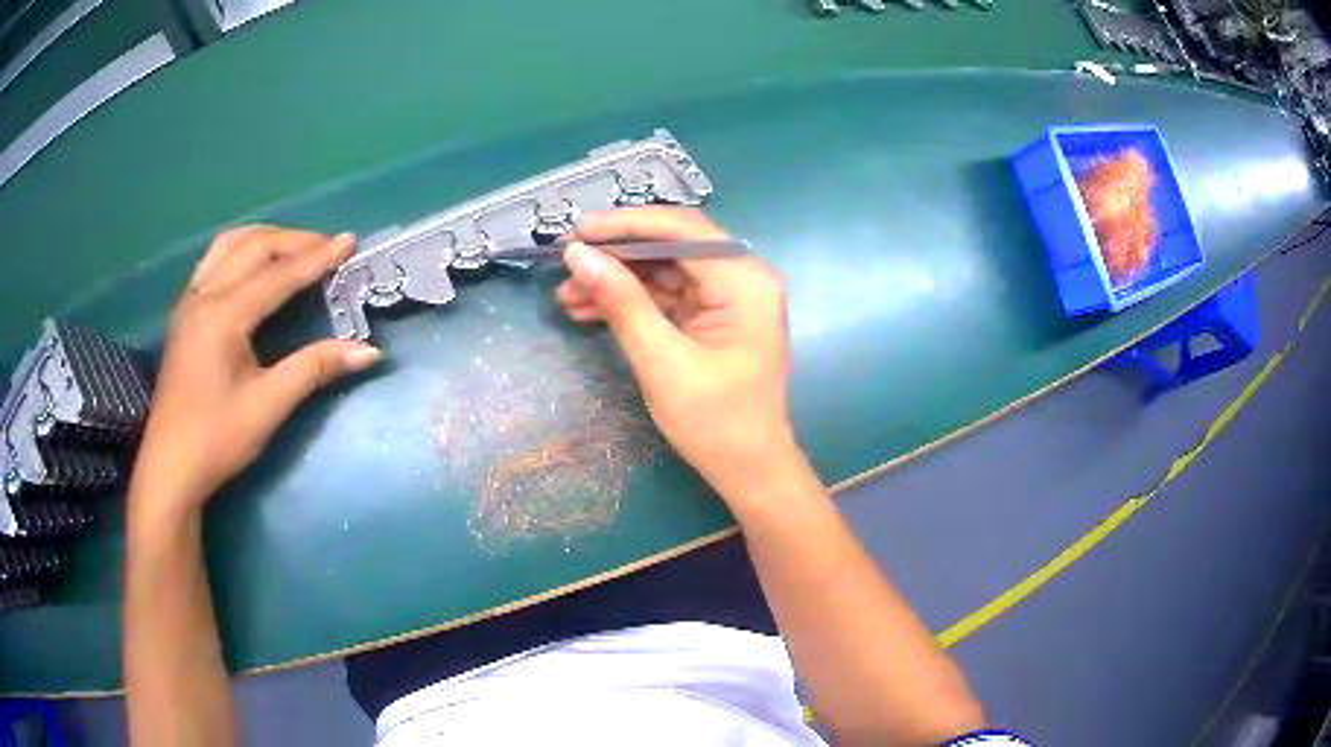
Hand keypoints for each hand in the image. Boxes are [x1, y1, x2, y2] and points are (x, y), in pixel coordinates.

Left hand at [130, 227, 380, 522]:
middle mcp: (204, 295)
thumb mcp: (268, 406)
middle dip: (294, 241)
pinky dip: (241, 251)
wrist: (170, 466)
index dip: (317, 257)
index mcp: (224, 316)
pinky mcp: (184, 313)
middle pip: (253, 247)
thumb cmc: (217, 439)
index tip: (349, 240)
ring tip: (293, 248)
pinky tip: (253, 267)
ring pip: (229, 245)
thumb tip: (368, 351)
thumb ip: (314, 368)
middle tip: (328, 247)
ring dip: (265, 238)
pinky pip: (214, 260)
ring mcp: (189, 301)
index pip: (278, 275)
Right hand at [556, 208, 794, 498]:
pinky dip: (631, 301)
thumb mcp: (661, 360)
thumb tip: (578, 255)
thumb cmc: (714, 421)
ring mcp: (729, 296)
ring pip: (664, 270)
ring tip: (566, 295)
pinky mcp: (715, 316)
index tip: (576, 232)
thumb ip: (621, 301)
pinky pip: (668, 295)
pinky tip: (589, 310)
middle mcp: (742, 276)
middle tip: (565, 261)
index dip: (625, 225)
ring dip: (617, 280)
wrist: (749, 470)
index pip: (681, 228)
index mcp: (744, 279)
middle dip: (617, 254)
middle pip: (672, 244)